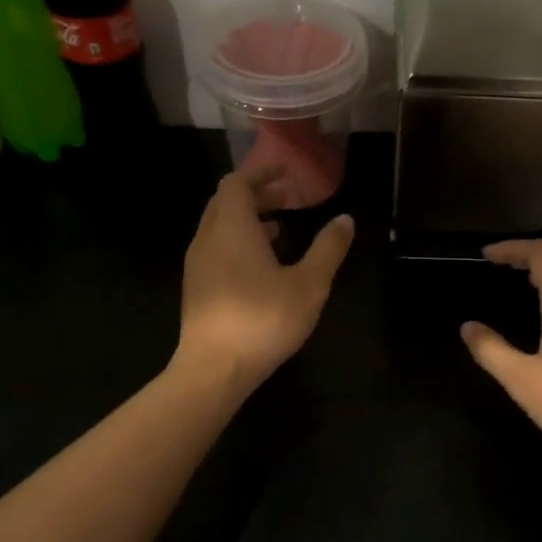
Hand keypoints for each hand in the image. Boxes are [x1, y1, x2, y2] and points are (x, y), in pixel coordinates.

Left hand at [174, 168, 353, 394]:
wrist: (215, 369)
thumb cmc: (264, 319)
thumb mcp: (309, 284)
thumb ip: (328, 249)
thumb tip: (345, 219)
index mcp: (232, 228)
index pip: (238, 184)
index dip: (261, 173)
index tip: (286, 172)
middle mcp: (208, 239)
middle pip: (226, 202)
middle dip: (256, 194)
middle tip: (288, 198)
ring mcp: (197, 265)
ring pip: (219, 227)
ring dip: (247, 219)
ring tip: (279, 228)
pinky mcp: (197, 288)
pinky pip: (216, 249)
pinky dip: (237, 241)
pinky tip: (261, 264)